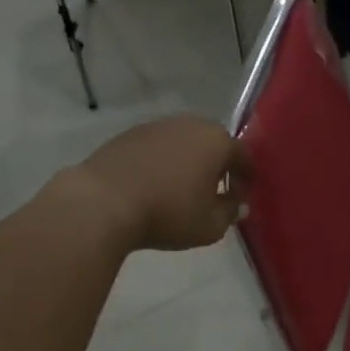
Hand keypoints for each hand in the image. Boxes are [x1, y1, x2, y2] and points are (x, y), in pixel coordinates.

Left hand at [69, 116, 250, 252]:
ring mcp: (157, 126)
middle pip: (213, 143)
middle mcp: (190, 125)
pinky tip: (154, 184)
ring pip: (184, 143)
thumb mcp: (210, 225)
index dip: (246, 177)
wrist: (103, 202)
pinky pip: (157, 147)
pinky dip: (162, 162)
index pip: (243, 155)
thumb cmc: (167, 213)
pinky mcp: (130, 134)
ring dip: (188, 161)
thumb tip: (238, 204)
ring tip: (182, 188)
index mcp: (217, 142)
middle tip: (215, 190)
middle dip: (218, 165)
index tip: (243, 194)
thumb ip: (231, 212)